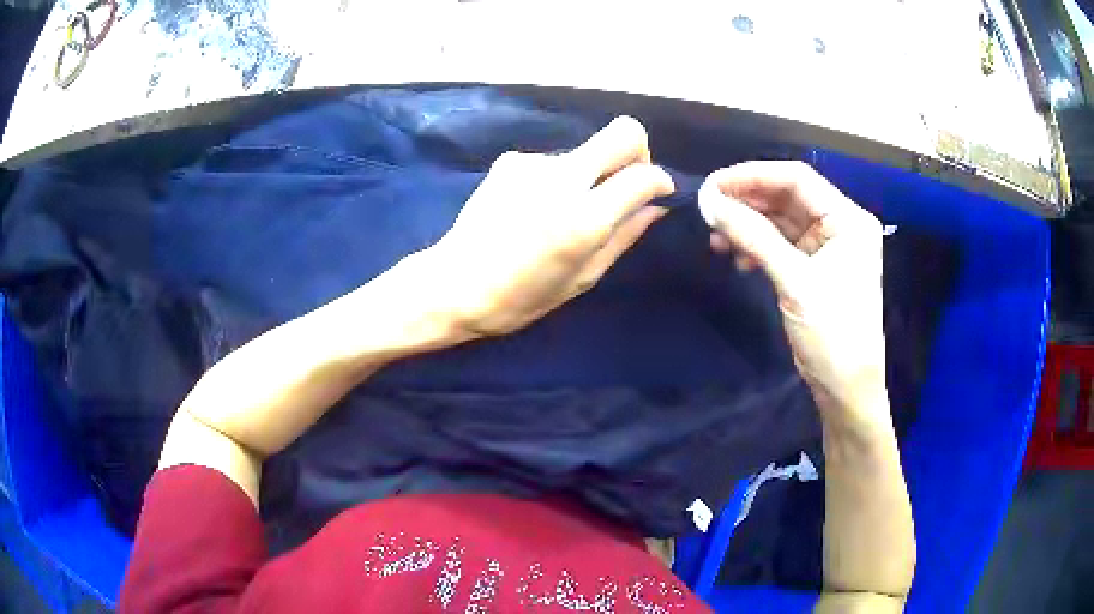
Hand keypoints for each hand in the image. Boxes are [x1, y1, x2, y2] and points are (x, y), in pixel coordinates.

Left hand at [429, 116, 674, 335]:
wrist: (455, 284)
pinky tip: (533, 208)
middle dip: (637, 150)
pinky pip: (553, 163)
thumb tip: (656, 207)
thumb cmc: (522, 298)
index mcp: (584, 218)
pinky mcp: (511, 160)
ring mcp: (533, 163)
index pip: (642, 175)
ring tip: (561, 213)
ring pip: (585, 152)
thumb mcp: (583, 278)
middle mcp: (562, 179)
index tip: (657, 192)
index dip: (659, 180)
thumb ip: (624, 236)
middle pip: (622, 133)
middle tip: (628, 180)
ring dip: (589, 174)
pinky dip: (556, 180)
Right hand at [698, 161, 887, 423]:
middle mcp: (839, 226)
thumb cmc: (833, 334)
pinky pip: (779, 245)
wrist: (845, 389)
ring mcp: (826, 247)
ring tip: (718, 240)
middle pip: (787, 197)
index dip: (753, 176)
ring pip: (780, 221)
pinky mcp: (812, 268)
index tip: (713, 185)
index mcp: (848, 219)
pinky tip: (738, 259)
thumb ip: (753, 236)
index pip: (798, 179)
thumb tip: (708, 202)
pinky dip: (756, 247)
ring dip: (748, 226)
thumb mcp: (795, 282)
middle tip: (709, 211)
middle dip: (748, 203)